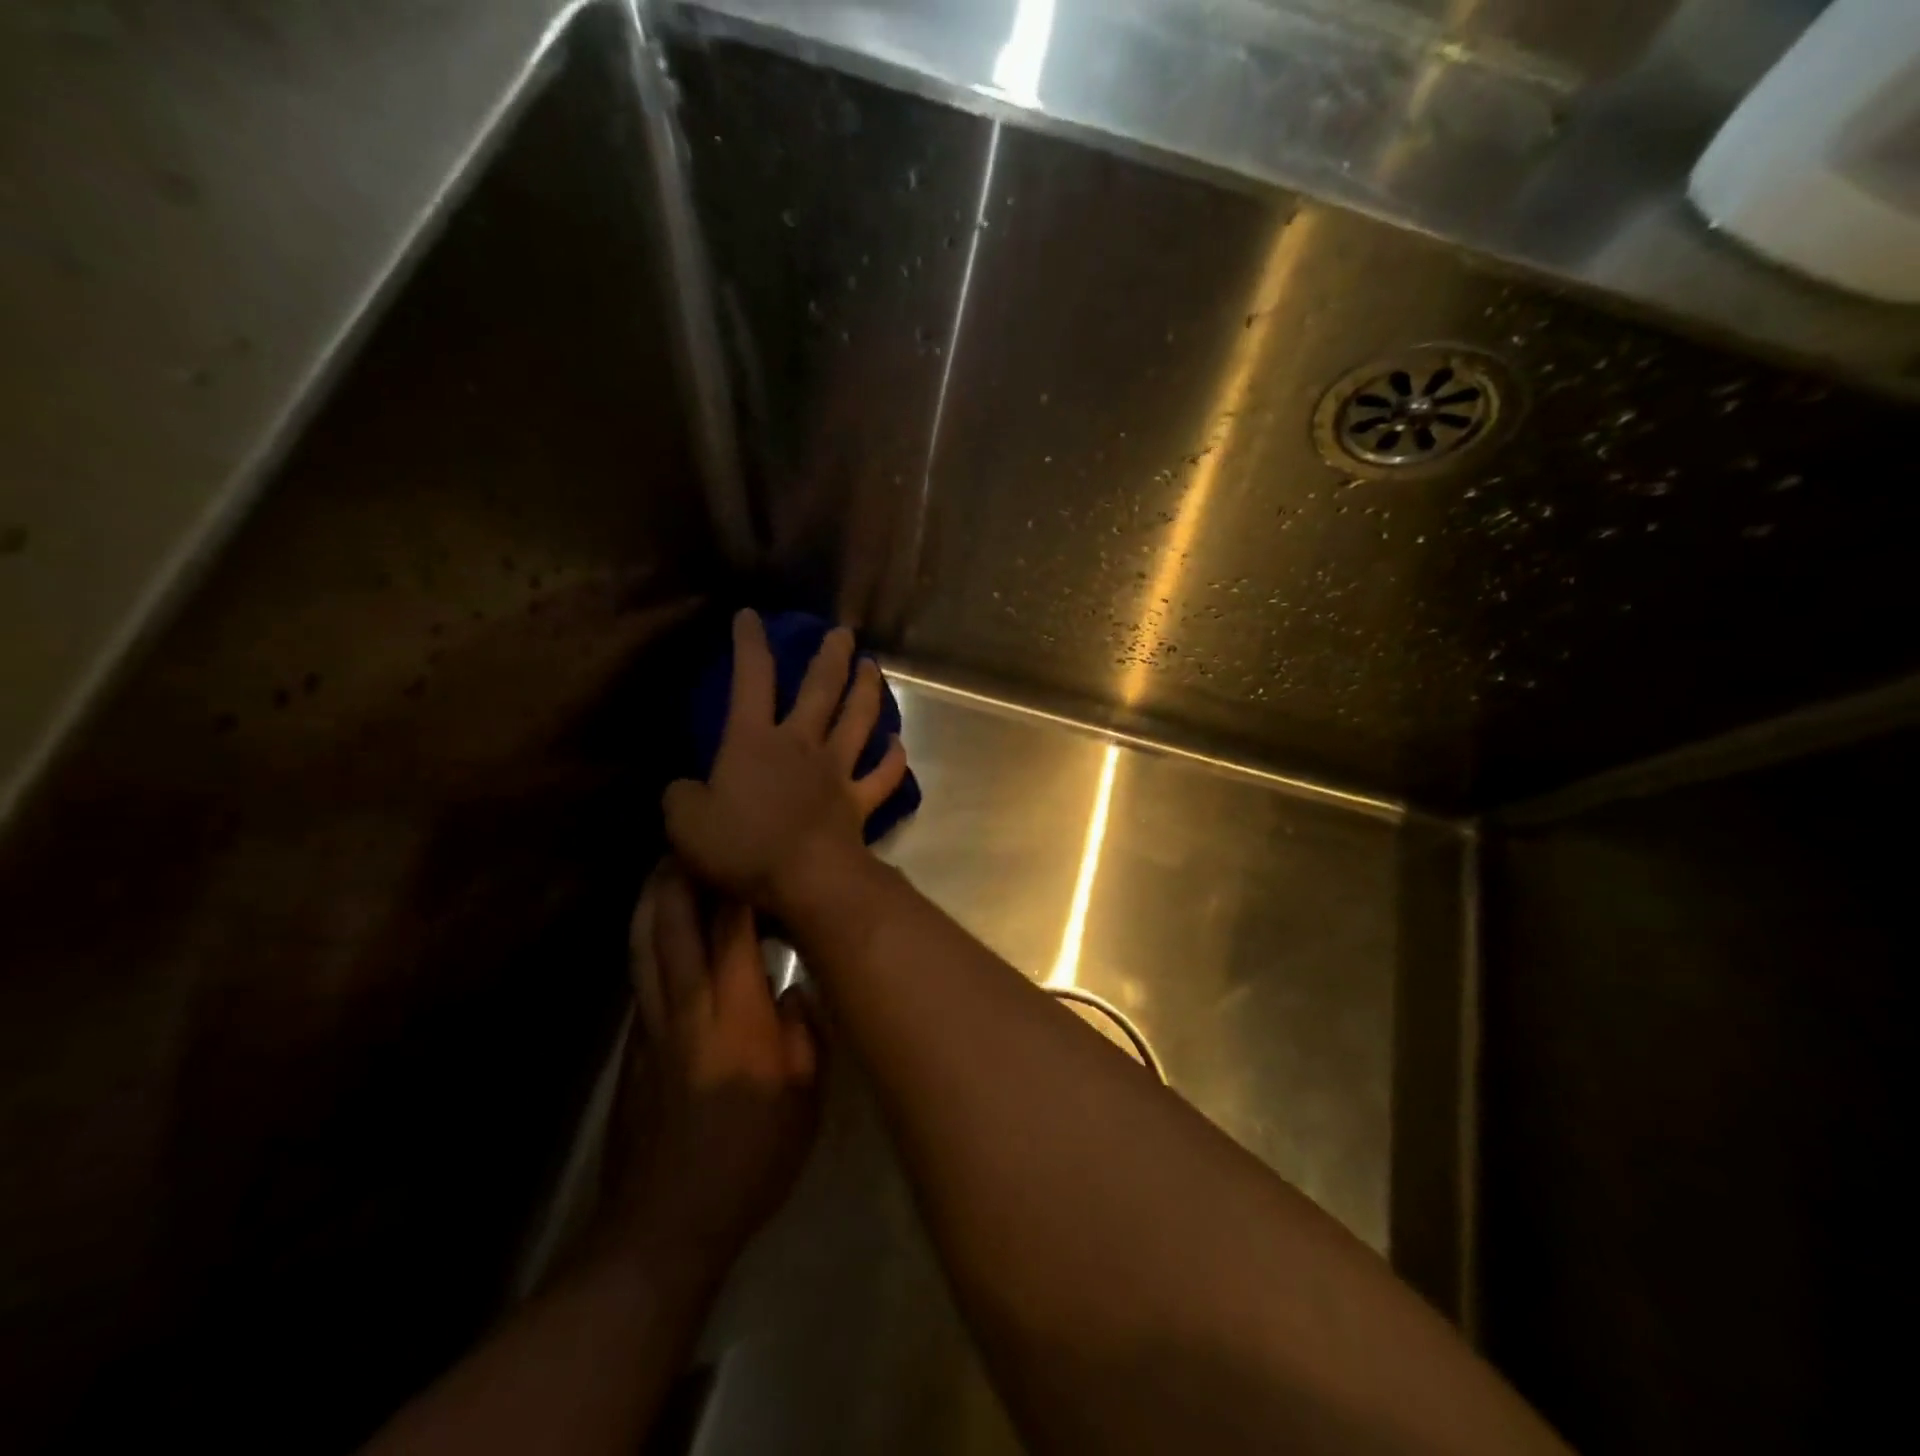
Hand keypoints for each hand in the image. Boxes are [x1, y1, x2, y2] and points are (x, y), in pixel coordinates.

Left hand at [599, 859, 820, 1271]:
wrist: (667, 1223)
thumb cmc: (752, 1156)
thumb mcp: (807, 1096)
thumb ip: (806, 1031)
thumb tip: (795, 989)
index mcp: (736, 1012)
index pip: (732, 928)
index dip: (736, 882)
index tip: (745, 847)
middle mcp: (688, 1004)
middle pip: (672, 922)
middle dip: (679, 875)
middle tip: (690, 839)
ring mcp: (653, 1025)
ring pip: (644, 945)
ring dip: (652, 900)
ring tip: (662, 868)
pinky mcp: (633, 1049)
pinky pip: (639, 976)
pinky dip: (645, 941)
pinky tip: (653, 934)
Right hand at [664, 610, 908, 911]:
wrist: (806, 878)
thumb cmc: (743, 847)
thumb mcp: (686, 824)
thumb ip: (681, 798)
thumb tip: (685, 788)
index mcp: (755, 741)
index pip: (750, 680)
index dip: (749, 645)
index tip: (750, 616)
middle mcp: (801, 744)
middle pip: (821, 689)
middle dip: (832, 656)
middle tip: (844, 633)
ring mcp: (836, 771)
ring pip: (858, 720)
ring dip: (867, 691)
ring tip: (872, 667)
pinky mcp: (859, 801)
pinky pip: (883, 776)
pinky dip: (894, 760)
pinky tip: (899, 744)